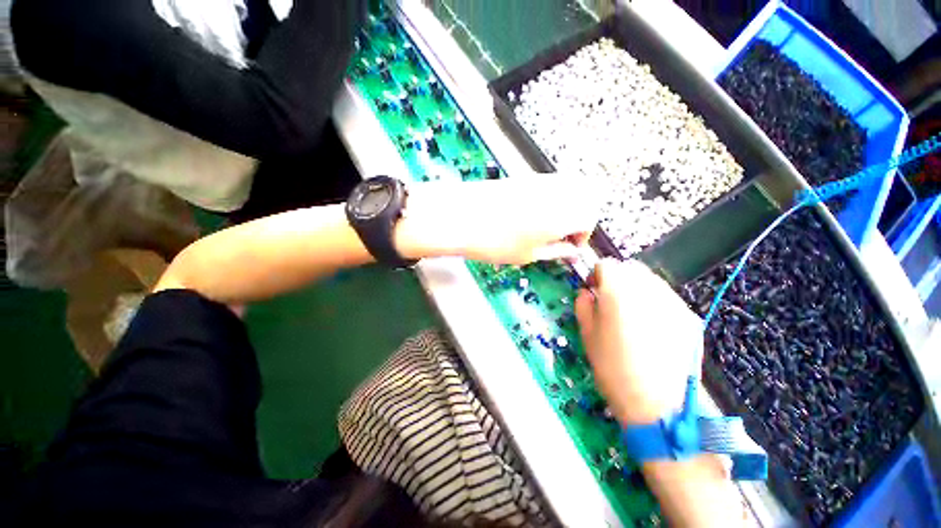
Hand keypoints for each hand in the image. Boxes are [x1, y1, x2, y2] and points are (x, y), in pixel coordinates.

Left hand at [396, 173, 600, 264]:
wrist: (460, 217)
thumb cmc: (495, 242)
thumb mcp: (529, 255)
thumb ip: (557, 251)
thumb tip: (571, 251)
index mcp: (565, 212)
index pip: (590, 217)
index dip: (583, 235)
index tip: (569, 246)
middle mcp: (559, 190)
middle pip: (588, 196)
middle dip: (582, 215)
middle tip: (563, 234)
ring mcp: (541, 179)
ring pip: (571, 186)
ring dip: (569, 205)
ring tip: (548, 225)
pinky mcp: (525, 176)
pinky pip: (552, 183)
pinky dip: (553, 197)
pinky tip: (534, 213)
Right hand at [575, 259, 702, 424]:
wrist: (658, 406)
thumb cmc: (613, 368)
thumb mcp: (587, 334)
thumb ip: (583, 305)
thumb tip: (587, 292)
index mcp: (618, 291)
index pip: (606, 264)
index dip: (596, 275)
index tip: (593, 291)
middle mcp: (648, 289)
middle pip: (630, 267)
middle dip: (617, 277)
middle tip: (611, 300)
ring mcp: (674, 302)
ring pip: (651, 279)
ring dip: (636, 287)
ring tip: (631, 313)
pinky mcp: (690, 317)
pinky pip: (667, 298)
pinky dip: (654, 301)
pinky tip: (651, 326)